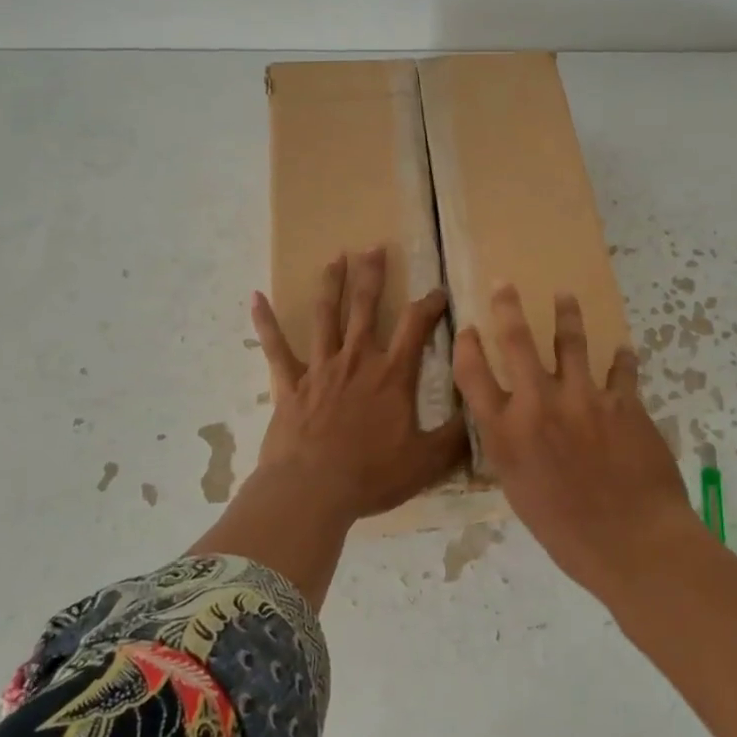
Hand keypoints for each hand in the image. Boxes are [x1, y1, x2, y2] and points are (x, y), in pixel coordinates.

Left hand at [249, 246, 468, 524]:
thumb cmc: (371, 475)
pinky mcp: (290, 384)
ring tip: (335, 257)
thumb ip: (455, 436)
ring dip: (330, 284)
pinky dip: (266, 323)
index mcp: (392, 374)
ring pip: (325, 316)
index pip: (416, 326)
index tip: (438, 290)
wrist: (312, 490)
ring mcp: (320, 368)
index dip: (429, 304)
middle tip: (373, 246)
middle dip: (372, 274)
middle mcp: (357, 360)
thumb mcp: (426, 460)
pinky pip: (276, 348)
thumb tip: (481, 413)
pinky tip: (256, 298)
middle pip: (365, 306)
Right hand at [454, 285, 699, 588]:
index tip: (466, 329)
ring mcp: (583, 398)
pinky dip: (622, 359)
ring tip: (564, 297)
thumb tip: (512, 427)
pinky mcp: (623, 402)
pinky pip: (622, 370)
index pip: (473, 375)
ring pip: (571, 341)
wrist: (631, 543)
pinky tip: (624, 351)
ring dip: (566, 315)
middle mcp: (538, 405)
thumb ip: (512, 451)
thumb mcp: (520, 493)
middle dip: (507, 307)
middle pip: (516, 342)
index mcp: (506, 433)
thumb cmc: (567, 532)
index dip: (466, 346)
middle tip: (505, 284)